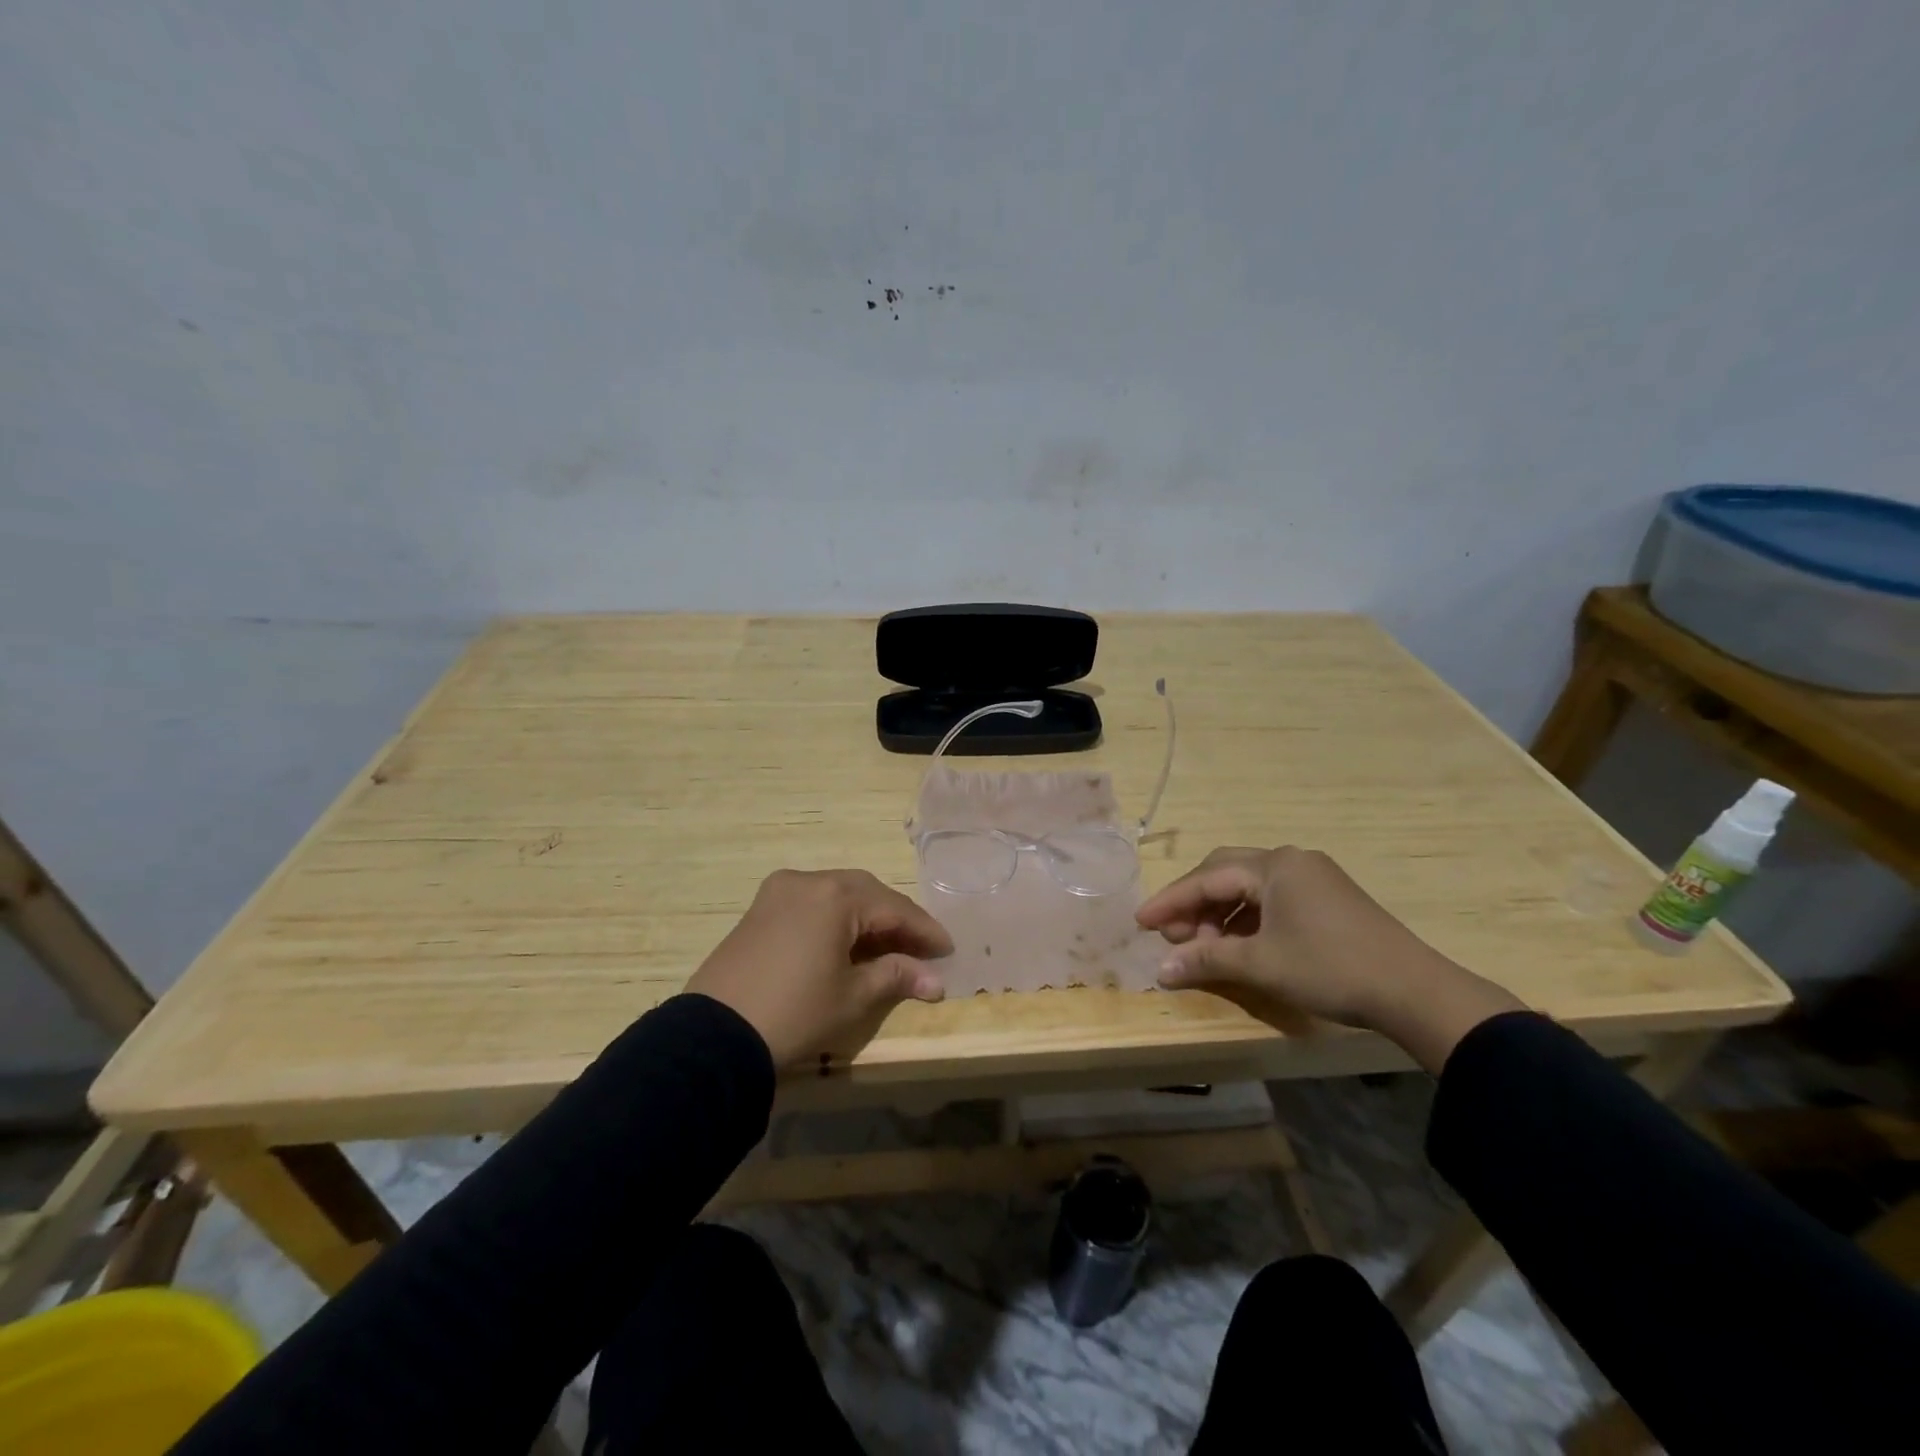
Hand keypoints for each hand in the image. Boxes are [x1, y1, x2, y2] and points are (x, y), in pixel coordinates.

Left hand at [686, 868, 953, 1069]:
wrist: (714, 1036)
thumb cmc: (795, 1012)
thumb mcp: (853, 997)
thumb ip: (896, 977)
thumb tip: (936, 980)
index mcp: (835, 896)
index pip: (894, 908)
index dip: (924, 930)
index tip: (948, 949)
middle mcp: (808, 880)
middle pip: (867, 893)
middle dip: (896, 919)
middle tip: (921, 948)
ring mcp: (779, 891)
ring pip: (838, 894)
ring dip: (867, 917)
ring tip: (889, 947)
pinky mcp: (760, 908)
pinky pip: (812, 903)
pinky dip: (836, 919)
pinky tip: (848, 943)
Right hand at [1136, 846, 1524, 1072]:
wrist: (1414, 991)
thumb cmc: (1329, 968)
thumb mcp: (1261, 964)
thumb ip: (1206, 960)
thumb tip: (1160, 970)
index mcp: (1274, 865)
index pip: (1207, 878)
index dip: (1171, 901)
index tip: (1141, 922)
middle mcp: (1291, 860)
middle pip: (1226, 873)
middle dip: (1194, 903)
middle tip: (1172, 934)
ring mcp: (1313, 877)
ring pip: (1249, 887)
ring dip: (1221, 913)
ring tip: (1205, 945)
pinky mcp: (1328, 898)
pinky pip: (1272, 899)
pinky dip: (1247, 919)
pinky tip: (1239, 944)